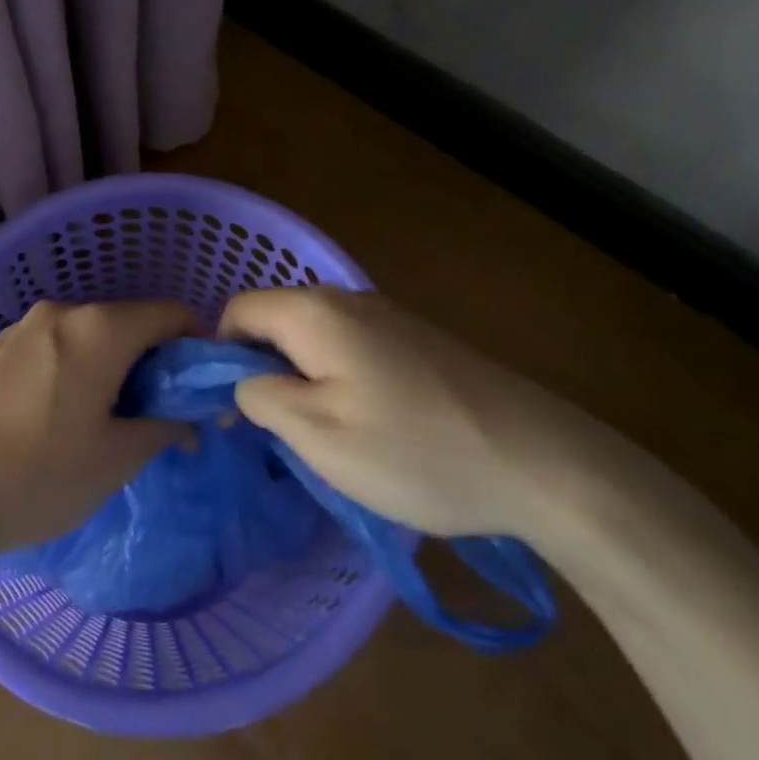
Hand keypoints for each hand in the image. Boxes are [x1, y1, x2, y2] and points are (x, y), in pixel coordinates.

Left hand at [0, 300, 197, 568]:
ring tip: (105, 422)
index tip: (196, 390)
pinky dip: (76, 369)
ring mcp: (22, 328)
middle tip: (155, 415)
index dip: (195, 347)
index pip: (171, 314)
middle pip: (129, 322)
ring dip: (113, 367)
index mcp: (99, 330)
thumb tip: (189, 420)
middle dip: (153, 362)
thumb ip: (164, 427)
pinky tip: (59, 418)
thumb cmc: (36, 476)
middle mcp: (61, 313)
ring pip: (90, 336)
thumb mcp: (115, 460)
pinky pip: (55, 346)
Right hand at [218, 286, 598, 538]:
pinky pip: (351, 348)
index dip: (220, 356)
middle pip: (276, 321)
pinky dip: (338, 379)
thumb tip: (240, 380)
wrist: (538, 460)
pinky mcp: (416, 340)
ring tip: (321, 436)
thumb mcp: (318, 435)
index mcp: (314, 313)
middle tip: (275, 431)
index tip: (234, 411)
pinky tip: (367, 425)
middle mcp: (347, 300)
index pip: (237, 311)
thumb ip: (260, 396)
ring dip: (301, 379)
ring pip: (314, 338)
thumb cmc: (414, 450)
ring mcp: (387, 317)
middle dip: (261, 369)